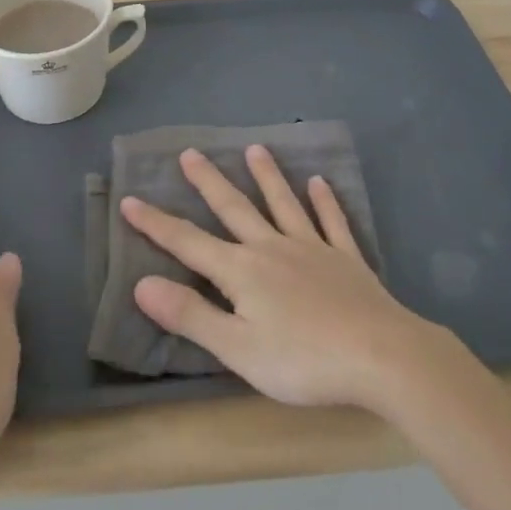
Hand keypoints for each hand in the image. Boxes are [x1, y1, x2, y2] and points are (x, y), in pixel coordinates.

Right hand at [120, 146, 440, 411]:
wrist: (380, 356)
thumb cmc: (302, 360)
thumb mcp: (236, 348)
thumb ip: (190, 315)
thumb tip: (141, 284)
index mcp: (242, 271)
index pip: (188, 242)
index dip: (156, 223)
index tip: (130, 199)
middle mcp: (272, 248)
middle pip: (234, 209)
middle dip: (209, 182)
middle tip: (191, 152)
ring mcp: (312, 249)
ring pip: (283, 204)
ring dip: (267, 176)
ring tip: (255, 149)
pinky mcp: (346, 259)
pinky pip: (332, 222)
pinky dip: (325, 201)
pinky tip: (321, 182)